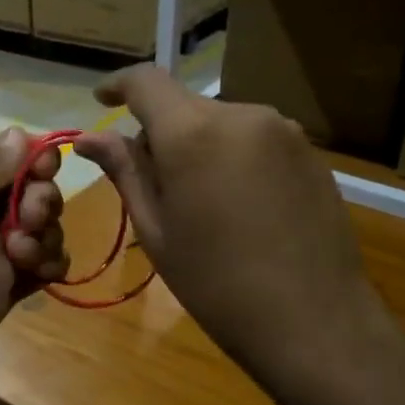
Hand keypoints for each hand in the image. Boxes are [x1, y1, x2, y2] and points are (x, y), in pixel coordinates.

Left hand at [0, 128, 66, 393]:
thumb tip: (19, 131)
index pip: (8, 152)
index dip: (34, 155)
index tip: (46, 167)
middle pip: (36, 186)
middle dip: (42, 199)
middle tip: (28, 217)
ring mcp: (0, 245)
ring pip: (47, 224)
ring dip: (45, 234)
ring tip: (20, 254)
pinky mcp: (14, 281)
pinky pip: (49, 261)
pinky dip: (51, 262)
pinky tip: (37, 272)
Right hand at [76, 66, 394, 398]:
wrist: (316, 323)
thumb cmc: (217, 283)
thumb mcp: (156, 229)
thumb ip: (124, 171)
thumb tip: (89, 137)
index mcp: (193, 132)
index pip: (146, 81)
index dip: (118, 85)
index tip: (102, 101)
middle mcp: (240, 114)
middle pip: (184, 106)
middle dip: (159, 133)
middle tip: (152, 186)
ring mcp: (283, 130)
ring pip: (219, 123)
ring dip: (198, 146)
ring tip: (201, 202)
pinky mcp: (310, 151)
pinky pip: (254, 139)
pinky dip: (233, 157)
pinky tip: (240, 207)